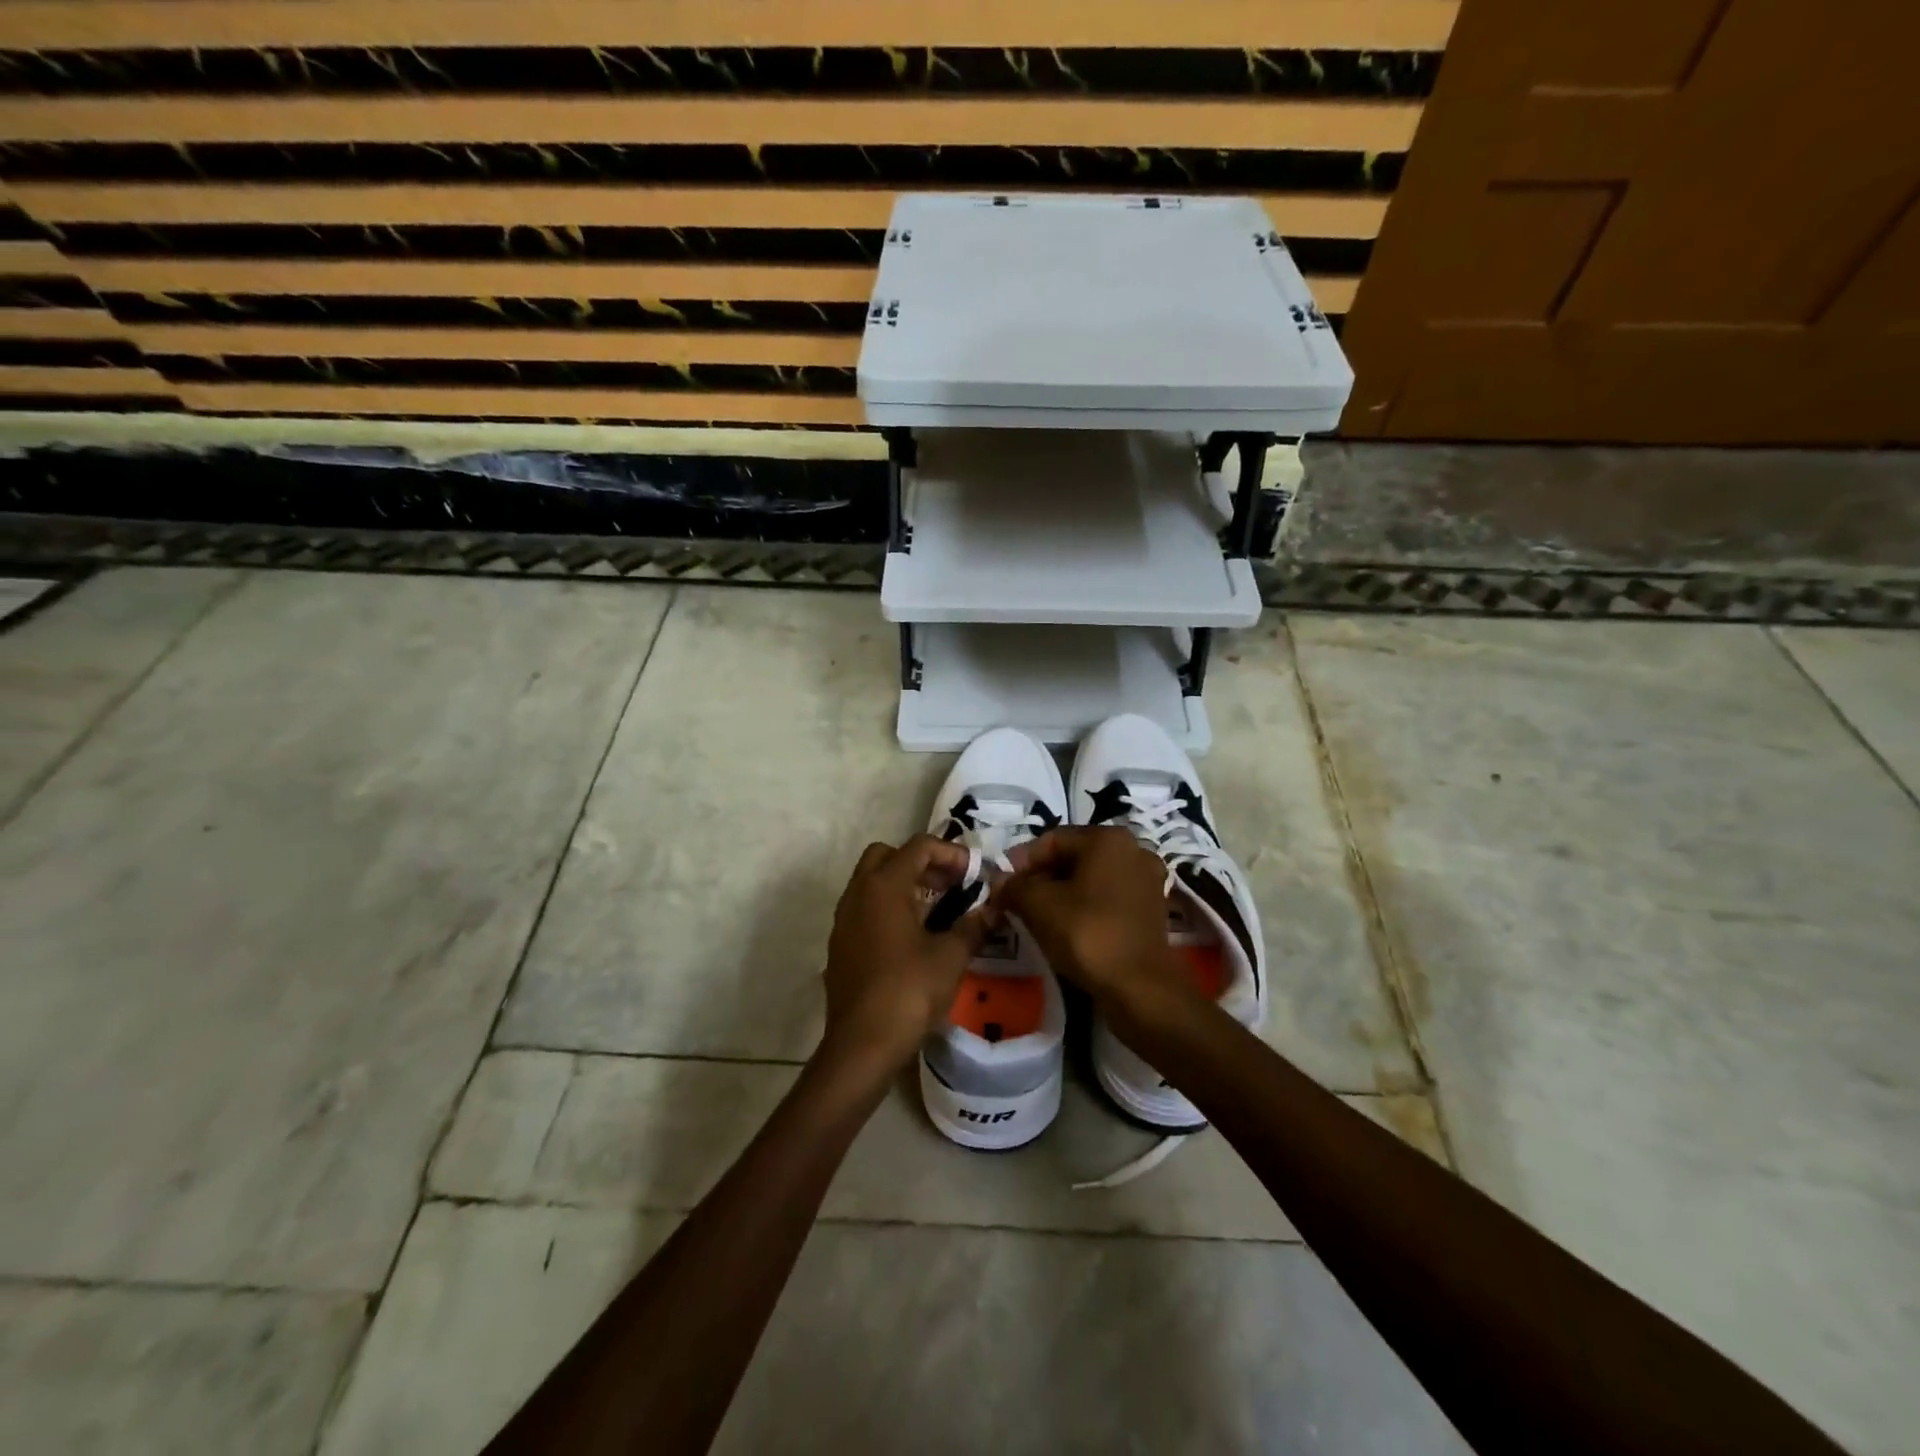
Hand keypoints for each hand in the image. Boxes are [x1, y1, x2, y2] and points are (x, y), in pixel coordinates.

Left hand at [821, 835, 989, 1073]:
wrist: (862, 1045)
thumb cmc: (908, 992)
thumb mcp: (951, 957)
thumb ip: (973, 926)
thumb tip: (994, 909)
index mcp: (883, 887)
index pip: (918, 847)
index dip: (951, 853)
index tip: (975, 875)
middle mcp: (858, 894)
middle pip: (887, 855)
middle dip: (921, 862)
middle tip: (951, 885)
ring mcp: (844, 920)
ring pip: (872, 882)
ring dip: (904, 885)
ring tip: (938, 910)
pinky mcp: (841, 945)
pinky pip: (865, 909)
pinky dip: (889, 908)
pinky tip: (913, 937)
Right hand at [1000, 827, 1188, 1013]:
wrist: (1140, 988)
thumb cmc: (1087, 934)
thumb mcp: (1039, 906)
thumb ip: (1013, 886)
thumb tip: (998, 880)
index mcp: (1108, 838)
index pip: (1052, 840)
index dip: (1022, 861)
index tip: (1002, 886)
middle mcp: (1134, 849)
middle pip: (1074, 857)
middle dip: (1042, 877)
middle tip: (1017, 901)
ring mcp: (1147, 879)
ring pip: (1091, 878)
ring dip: (1063, 893)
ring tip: (1038, 916)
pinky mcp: (1152, 908)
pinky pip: (1109, 897)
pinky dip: (1086, 906)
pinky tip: (1068, 927)